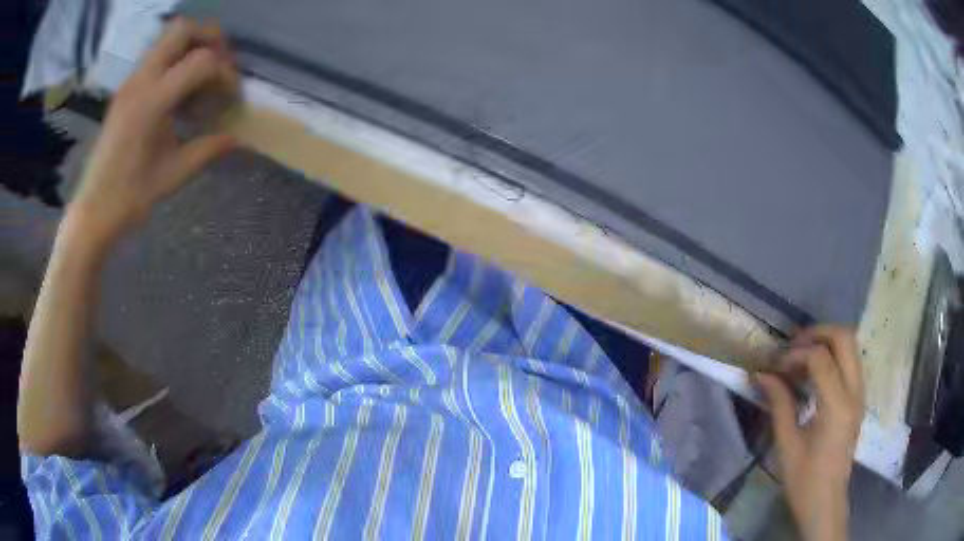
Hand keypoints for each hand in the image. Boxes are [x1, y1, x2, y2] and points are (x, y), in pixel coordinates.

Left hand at [71, 19, 237, 246]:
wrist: (94, 211)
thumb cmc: (131, 197)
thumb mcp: (174, 174)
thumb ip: (208, 148)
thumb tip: (237, 137)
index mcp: (152, 101)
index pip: (202, 61)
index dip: (225, 74)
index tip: (233, 97)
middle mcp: (140, 81)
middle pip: (183, 30)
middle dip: (210, 39)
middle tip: (221, 65)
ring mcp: (130, 82)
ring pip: (167, 38)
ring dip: (192, 47)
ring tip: (203, 77)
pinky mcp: (126, 90)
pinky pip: (156, 57)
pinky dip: (176, 62)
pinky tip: (180, 93)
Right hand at [756, 325, 863, 540]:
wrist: (826, 503)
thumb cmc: (804, 480)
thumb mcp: (787, 444)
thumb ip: (779, 403)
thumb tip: (761, 374)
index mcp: (837, 406)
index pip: (821, 357)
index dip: (795, 354)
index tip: (775, 366)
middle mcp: (854, 392)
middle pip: (844, 337)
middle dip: (817, 333)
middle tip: (792, 346)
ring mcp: (860, 394)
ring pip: (851, 345)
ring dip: (826, 342)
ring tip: (801, 356)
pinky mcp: (858, 399)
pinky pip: (850, 361)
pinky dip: (833, 356)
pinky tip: (813, 373)